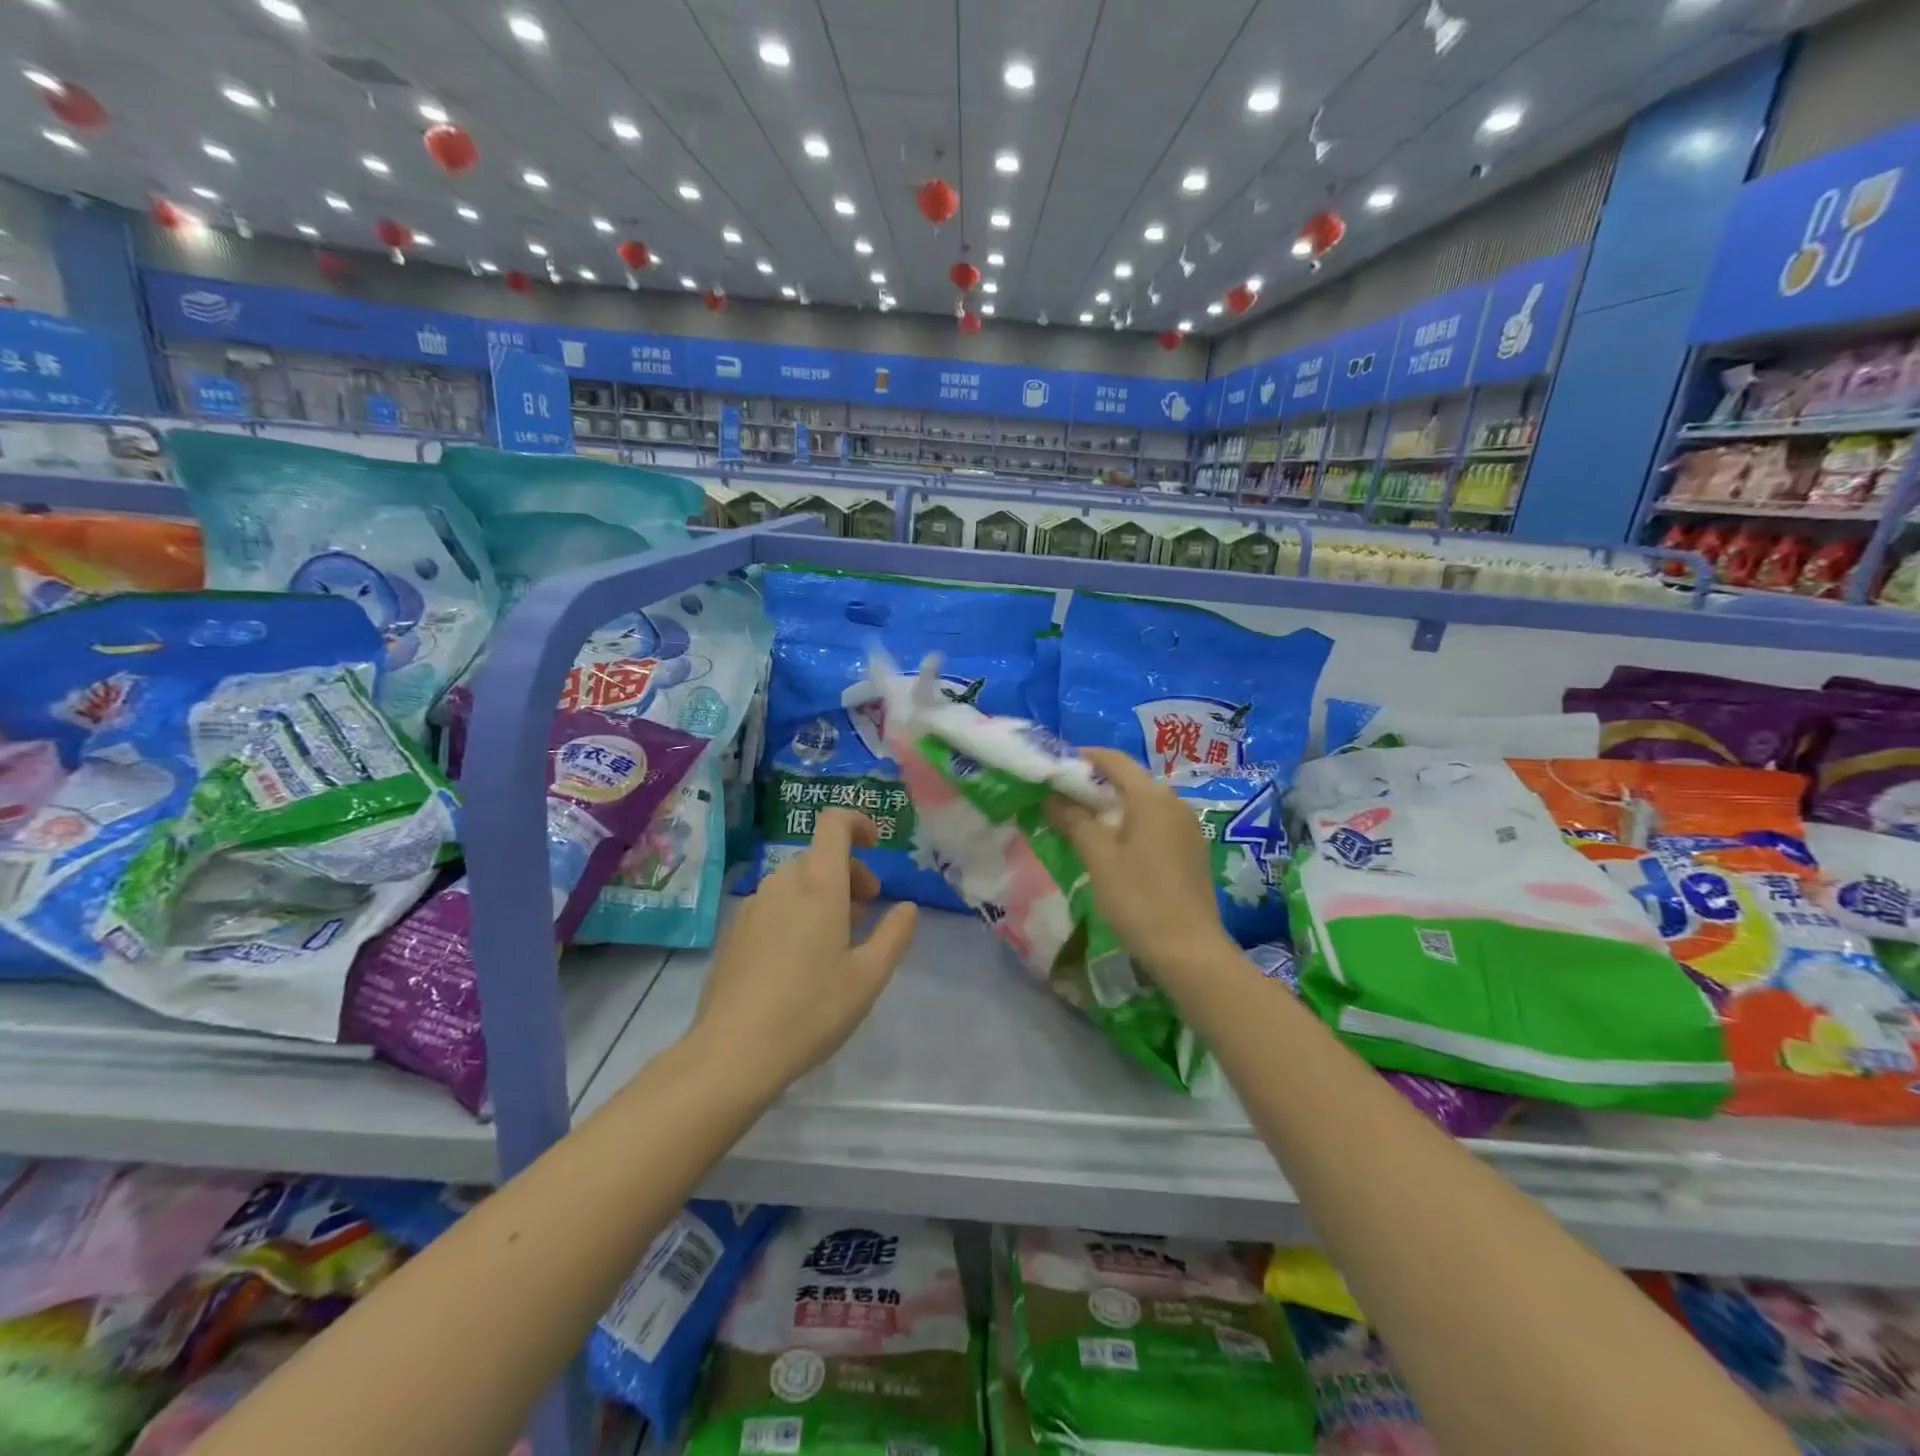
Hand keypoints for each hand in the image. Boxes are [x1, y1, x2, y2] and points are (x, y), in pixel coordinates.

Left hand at [690, 809, 917, 1095]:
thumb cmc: (811, 1011)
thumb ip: (894, 935)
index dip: (858, 822)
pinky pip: (774, 903)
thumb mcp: (869, 977)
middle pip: (819, 856)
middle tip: (866, 912)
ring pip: (795, 881)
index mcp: (818, 885)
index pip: (834, 824)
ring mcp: (753, 907)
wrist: (733, 1053)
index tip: (877, 846)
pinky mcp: (735, 932)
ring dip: (823, 893)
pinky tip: (800, 958)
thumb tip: (906, 908)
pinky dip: (796, 910)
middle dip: (849, 872)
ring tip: (836, 939)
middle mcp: (782, 885)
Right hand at [1045, 748, 1235, 984]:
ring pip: (1142, 803)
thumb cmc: (1139, 899)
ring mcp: (1188, 826)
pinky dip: (1130, 824)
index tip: (1054, 768)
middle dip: (1094, 784)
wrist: (1190, 951)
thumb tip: (1052, 797)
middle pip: (1129, 780)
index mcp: (1152, 797)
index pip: (1113, 760)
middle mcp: (1174, 802)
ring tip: (1081, 824)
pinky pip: (1156, 823)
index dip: (1082, 758)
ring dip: (1111, 806)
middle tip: (1060, 799)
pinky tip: (1113, 846)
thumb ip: (1074, 821)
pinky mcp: (1192, 849)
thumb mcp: (1099, 858)